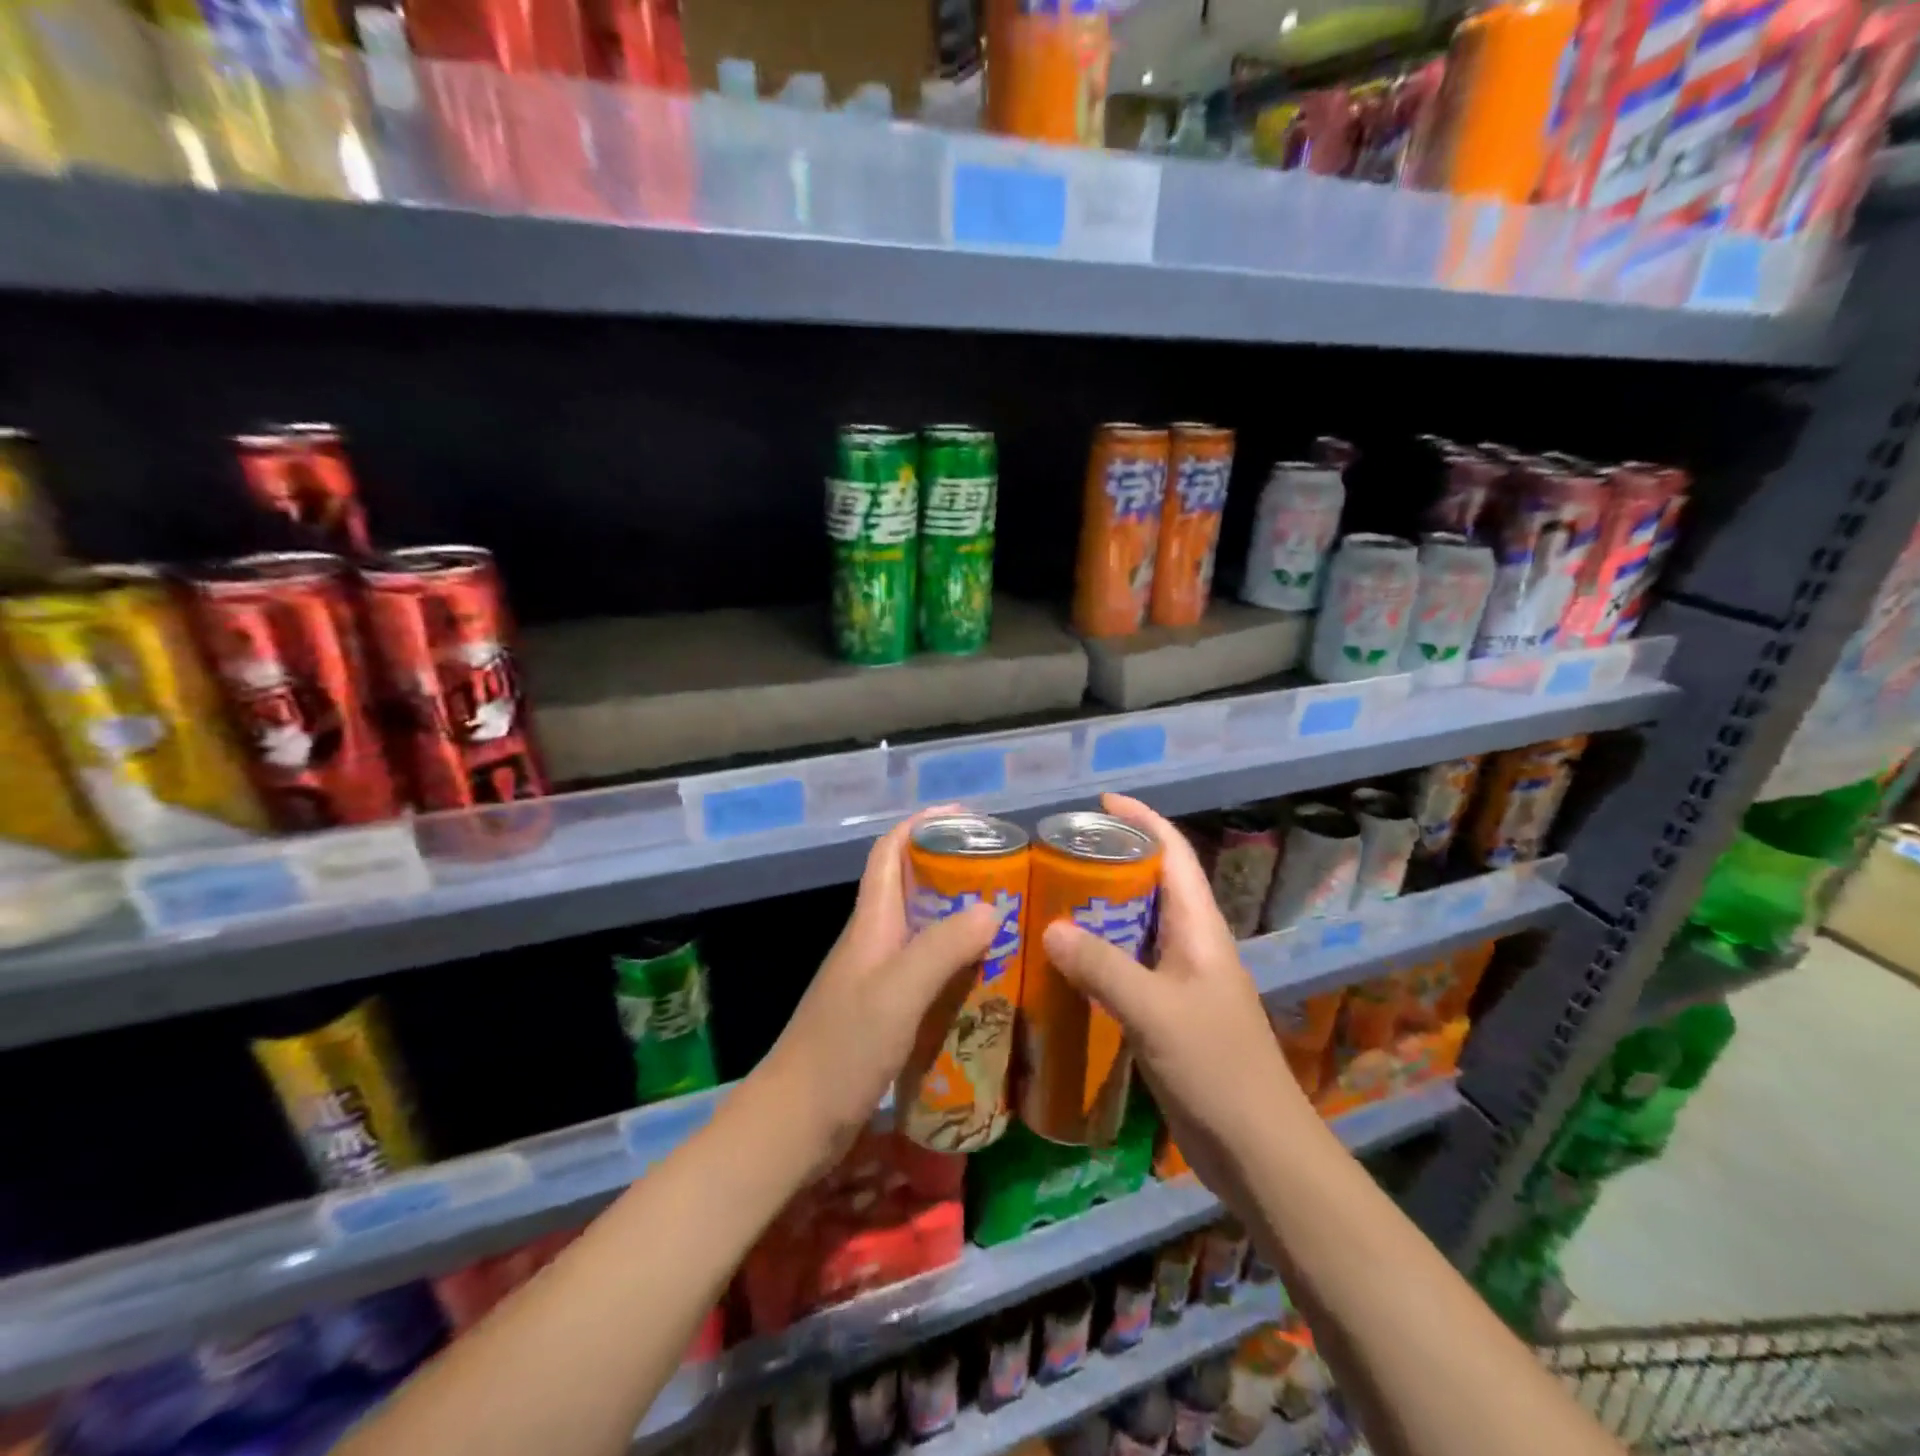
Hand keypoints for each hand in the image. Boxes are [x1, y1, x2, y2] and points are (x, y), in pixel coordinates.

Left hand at [745, 809, 998, 1177]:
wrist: (793, 1124)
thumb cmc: (841, 1050)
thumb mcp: (897, 993)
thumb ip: (942, 948)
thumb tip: (992, 906)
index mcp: (870, 923)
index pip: (890, 851)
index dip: (923, 824)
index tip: (969, 818)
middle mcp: (873, 941)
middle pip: (912, 886)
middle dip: (955, 870)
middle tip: (1008, 876)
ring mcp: (877, 979)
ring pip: (923, 930)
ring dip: (961, 919)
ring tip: (1010, 923)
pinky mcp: (884, 1013)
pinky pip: (927, 972)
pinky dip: (957, 965)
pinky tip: (988, 983)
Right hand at [1041, 793, 1308, 1198]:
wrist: (1258, 1151)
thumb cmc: (1216, 1069)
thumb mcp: (1155, 1013)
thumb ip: (1103, 968)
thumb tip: (1049, 927)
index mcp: (1200, 929)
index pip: (1174, 854)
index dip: (1143, 820)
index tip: (1100, 802)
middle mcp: (1192, 945)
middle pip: (1153, 884)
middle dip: (1112, 861)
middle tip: (1058, 854)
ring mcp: (1181, 981)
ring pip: (1137, 927)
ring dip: (1101, 909)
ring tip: (1050, 899)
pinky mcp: (1168, 1014)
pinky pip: (1128, 967)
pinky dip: (1098, 955)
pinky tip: (1064, 965)